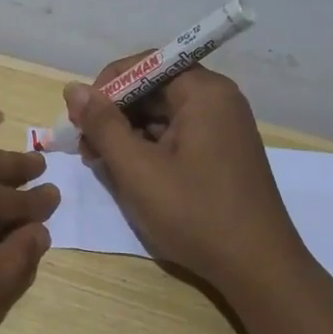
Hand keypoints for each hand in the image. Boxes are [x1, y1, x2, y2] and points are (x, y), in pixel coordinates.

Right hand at [62, 61, 304, 290]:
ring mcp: (224, 127)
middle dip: (114, 113)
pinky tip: (130, 175)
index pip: (144, 64)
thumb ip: (103, 125)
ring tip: (102, 164)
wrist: (258, 269)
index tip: (81, 120)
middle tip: (86, 147)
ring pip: (162, 115)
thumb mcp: (137, 169)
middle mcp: (218, 100)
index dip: (106, 87)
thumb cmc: (195, 213)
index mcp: (204, 92)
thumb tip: (74, 89)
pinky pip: (178, 136)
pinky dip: (149, 149)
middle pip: (153, 88)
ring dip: (128, 133)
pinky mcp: (222, 153)